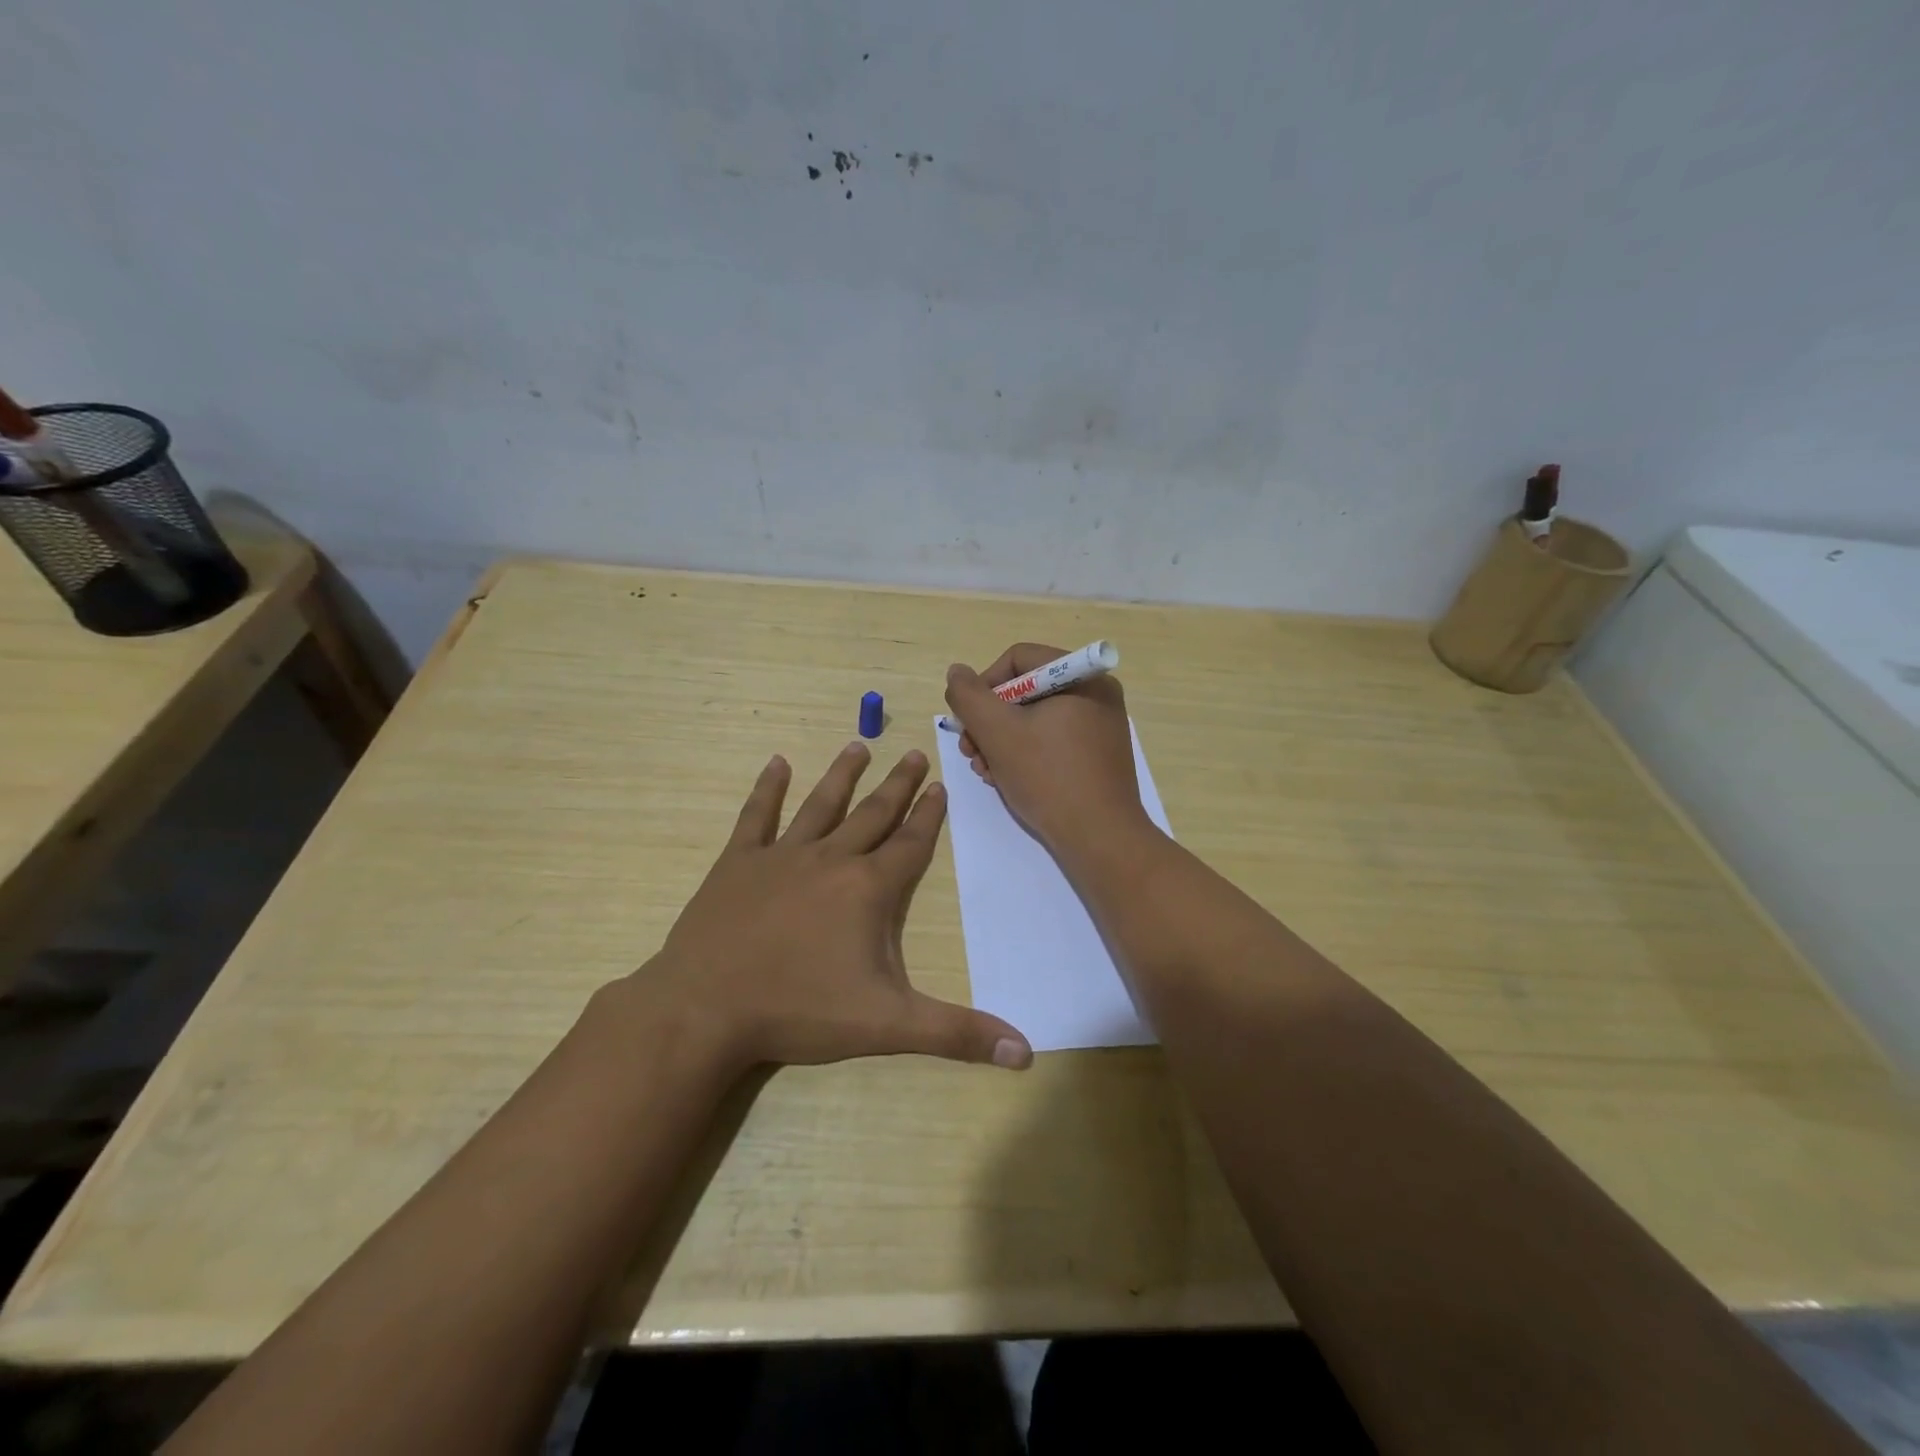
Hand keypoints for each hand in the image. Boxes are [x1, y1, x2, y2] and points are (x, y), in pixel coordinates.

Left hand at [635, 742, 1031, 1075]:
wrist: (706, 1009)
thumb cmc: (800, 1012)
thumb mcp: (888, 1026)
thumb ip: (957, 1033)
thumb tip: (1025, 1052)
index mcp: (868, 889)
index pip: (910, 844)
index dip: (929, 816)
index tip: (940, 786)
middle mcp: (830, 859)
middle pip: (872, 814)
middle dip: (897, 785)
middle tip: (914, 753)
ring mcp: (781, 856)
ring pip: (821, 805)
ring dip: (842, 775)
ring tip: (858, 744)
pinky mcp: (737, 864)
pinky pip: (757, 817)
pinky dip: (768, 789)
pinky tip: (777, 763)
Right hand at [944, 643, 1152, 857]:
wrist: (1100, 838)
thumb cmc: (1048, 777)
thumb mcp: (998, 733)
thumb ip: (969, 697)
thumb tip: (957, 672)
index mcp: (1082, 677)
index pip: (1018, 659)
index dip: (984, 685)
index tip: (968, 720)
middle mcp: (1096, 694)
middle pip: (1025, 690)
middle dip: (990, 720)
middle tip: (970, 751)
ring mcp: (1099, 726)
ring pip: (1035, 718)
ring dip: (1000, 741)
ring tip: (984, 770)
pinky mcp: (1097, 755)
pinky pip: (1052, 740)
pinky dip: (1024, 754)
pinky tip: (1005, 779)